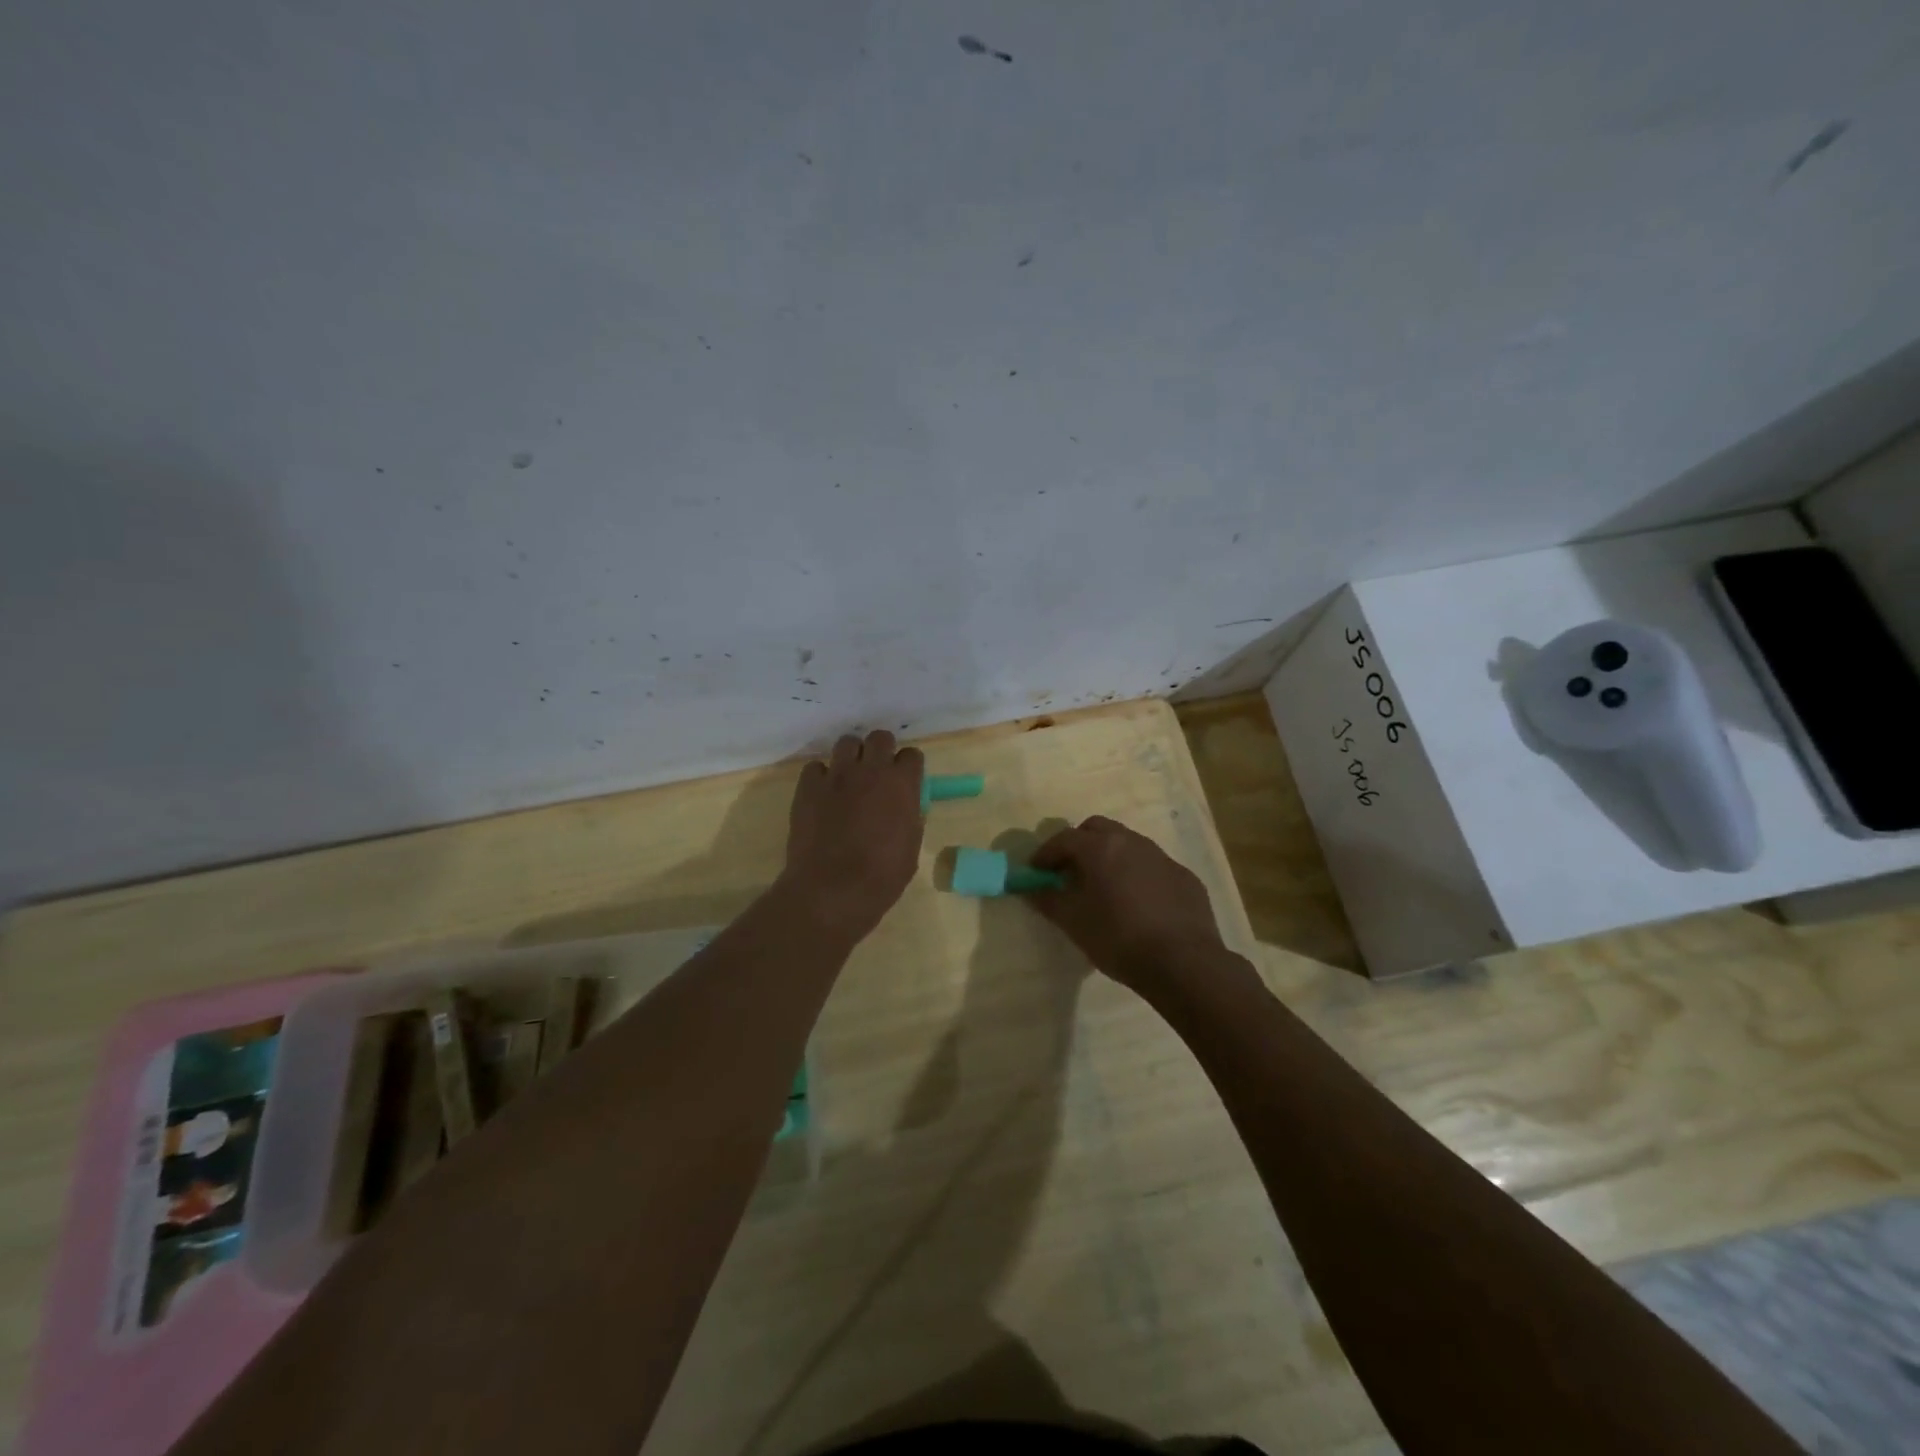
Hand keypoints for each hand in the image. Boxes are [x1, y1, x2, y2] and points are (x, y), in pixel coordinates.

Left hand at [781, 730, 924, 941]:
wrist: (832, 890)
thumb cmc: (881, 877)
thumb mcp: (910, 848)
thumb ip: (910, 818)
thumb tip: (906, 808)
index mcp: (902, 785)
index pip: (912, 755)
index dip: (908, 768)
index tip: (905, 781)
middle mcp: (871, 770)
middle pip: (880, 737)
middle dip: (881, 751)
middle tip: (877, 773)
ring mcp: (837, 775)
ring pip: (846, 743)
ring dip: (851, 757)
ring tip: (848, 779)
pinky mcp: (808, 786)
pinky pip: (816, 767)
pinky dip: (821, 776)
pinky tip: (822, 795)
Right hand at [1027, 816, 1229, 995]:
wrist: (1184, 963)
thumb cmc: (1119, 939)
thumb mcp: (1074, 923)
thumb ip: (1048, 900)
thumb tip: (1031, 888)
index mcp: (1101, 848)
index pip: (1064, 838)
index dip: (1046, 854)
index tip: (1036, 871)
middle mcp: (1132, 842)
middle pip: (1098, 829)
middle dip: (1079, 844)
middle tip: (1070, 872)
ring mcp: (1162, 858)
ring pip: (1128, 845)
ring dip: (1110, 858)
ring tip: (1104, 888)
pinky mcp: (1185, 878)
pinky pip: (1153, 867)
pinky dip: (1137, 875)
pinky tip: (1138, 905)